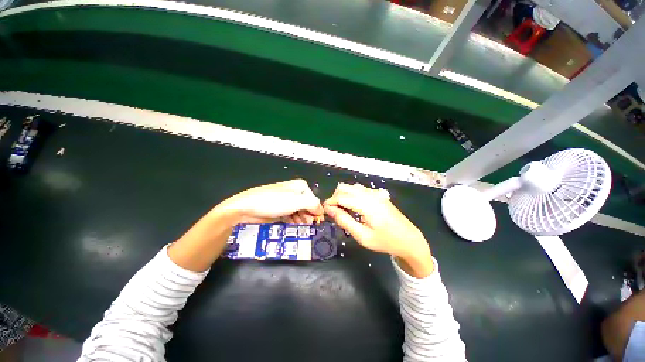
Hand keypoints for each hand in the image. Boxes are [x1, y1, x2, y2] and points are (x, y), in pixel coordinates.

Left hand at [217, 179, 323, 224]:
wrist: (246, 208)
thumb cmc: (271, 202)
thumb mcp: (296, 201)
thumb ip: (313, 204)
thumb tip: (320, 210)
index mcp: (300, 186)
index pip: (315, 200)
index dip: (316, 211)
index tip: (315, 221)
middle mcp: (295, 192)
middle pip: (308, 207)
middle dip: (308, 216)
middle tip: (306, 224)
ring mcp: (287, 201)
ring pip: (300, 212)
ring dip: (301, 220)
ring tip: (298, 225)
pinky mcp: (281, 209)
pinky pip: (292, 216)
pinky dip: (294, 221)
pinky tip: (292, 224)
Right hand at [323, 183, 433, 276]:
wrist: (409, 239)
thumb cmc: (385, 241)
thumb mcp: (363, 236)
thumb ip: (345, 221)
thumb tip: (330, 210)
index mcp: (367, 204)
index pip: (341, 197)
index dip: (330, 202)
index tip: (324, 211)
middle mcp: (370, 194)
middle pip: (345, 188)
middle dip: (335, 198)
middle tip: (333, 212)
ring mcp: (375, 193)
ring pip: (352, 187)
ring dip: (343, 195)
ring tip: (342, 210)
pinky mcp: (378, 195)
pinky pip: (360, 190)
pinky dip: (351, 195)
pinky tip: (353, 206)